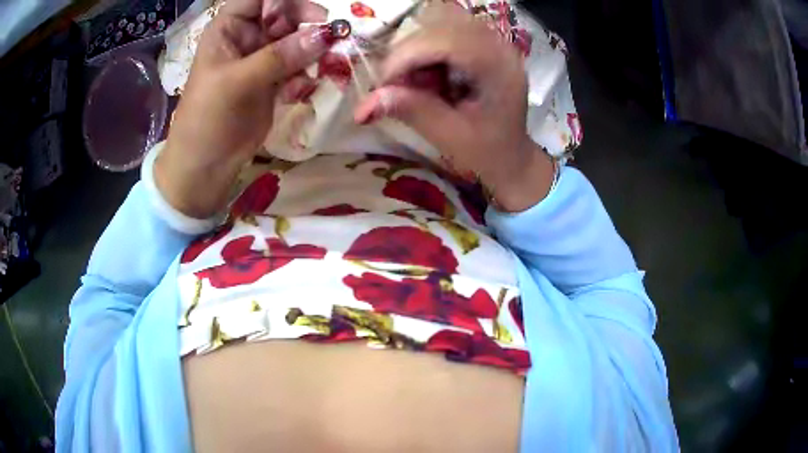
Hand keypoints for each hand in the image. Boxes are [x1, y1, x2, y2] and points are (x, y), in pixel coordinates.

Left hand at [156, 0, 334, 217]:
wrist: (206, 167)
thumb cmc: (207, 120)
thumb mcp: (237, 82)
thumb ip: (280, 56)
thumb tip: (326, 34)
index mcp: (229, 27)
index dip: (286, 0)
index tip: (312, 15)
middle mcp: (248, 36)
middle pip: (287, 13)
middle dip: (308, 24)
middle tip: (329, 39)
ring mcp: (263, 57)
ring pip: (299, 39)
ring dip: (314, 51)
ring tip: (321, 68)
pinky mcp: (275, 79)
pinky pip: (301, 64)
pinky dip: (307, 74)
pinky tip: (299, 92)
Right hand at [354, 3, 554, 211]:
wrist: (512, 156)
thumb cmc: (488, 153)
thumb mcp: (450, 137)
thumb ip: (413, 112)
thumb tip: (365, 104)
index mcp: (499, 67)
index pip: (445, 41)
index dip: (405, 56)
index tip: (382, 86)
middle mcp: (498, 44)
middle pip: (437, 27)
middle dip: (407, 55)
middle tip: (397, 89)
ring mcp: (490, 40)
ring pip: (435, 27)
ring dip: (414, 54)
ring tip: (416, 86)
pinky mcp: (479, 42)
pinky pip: (439, 34)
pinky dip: (422, 54)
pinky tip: (427, 78)